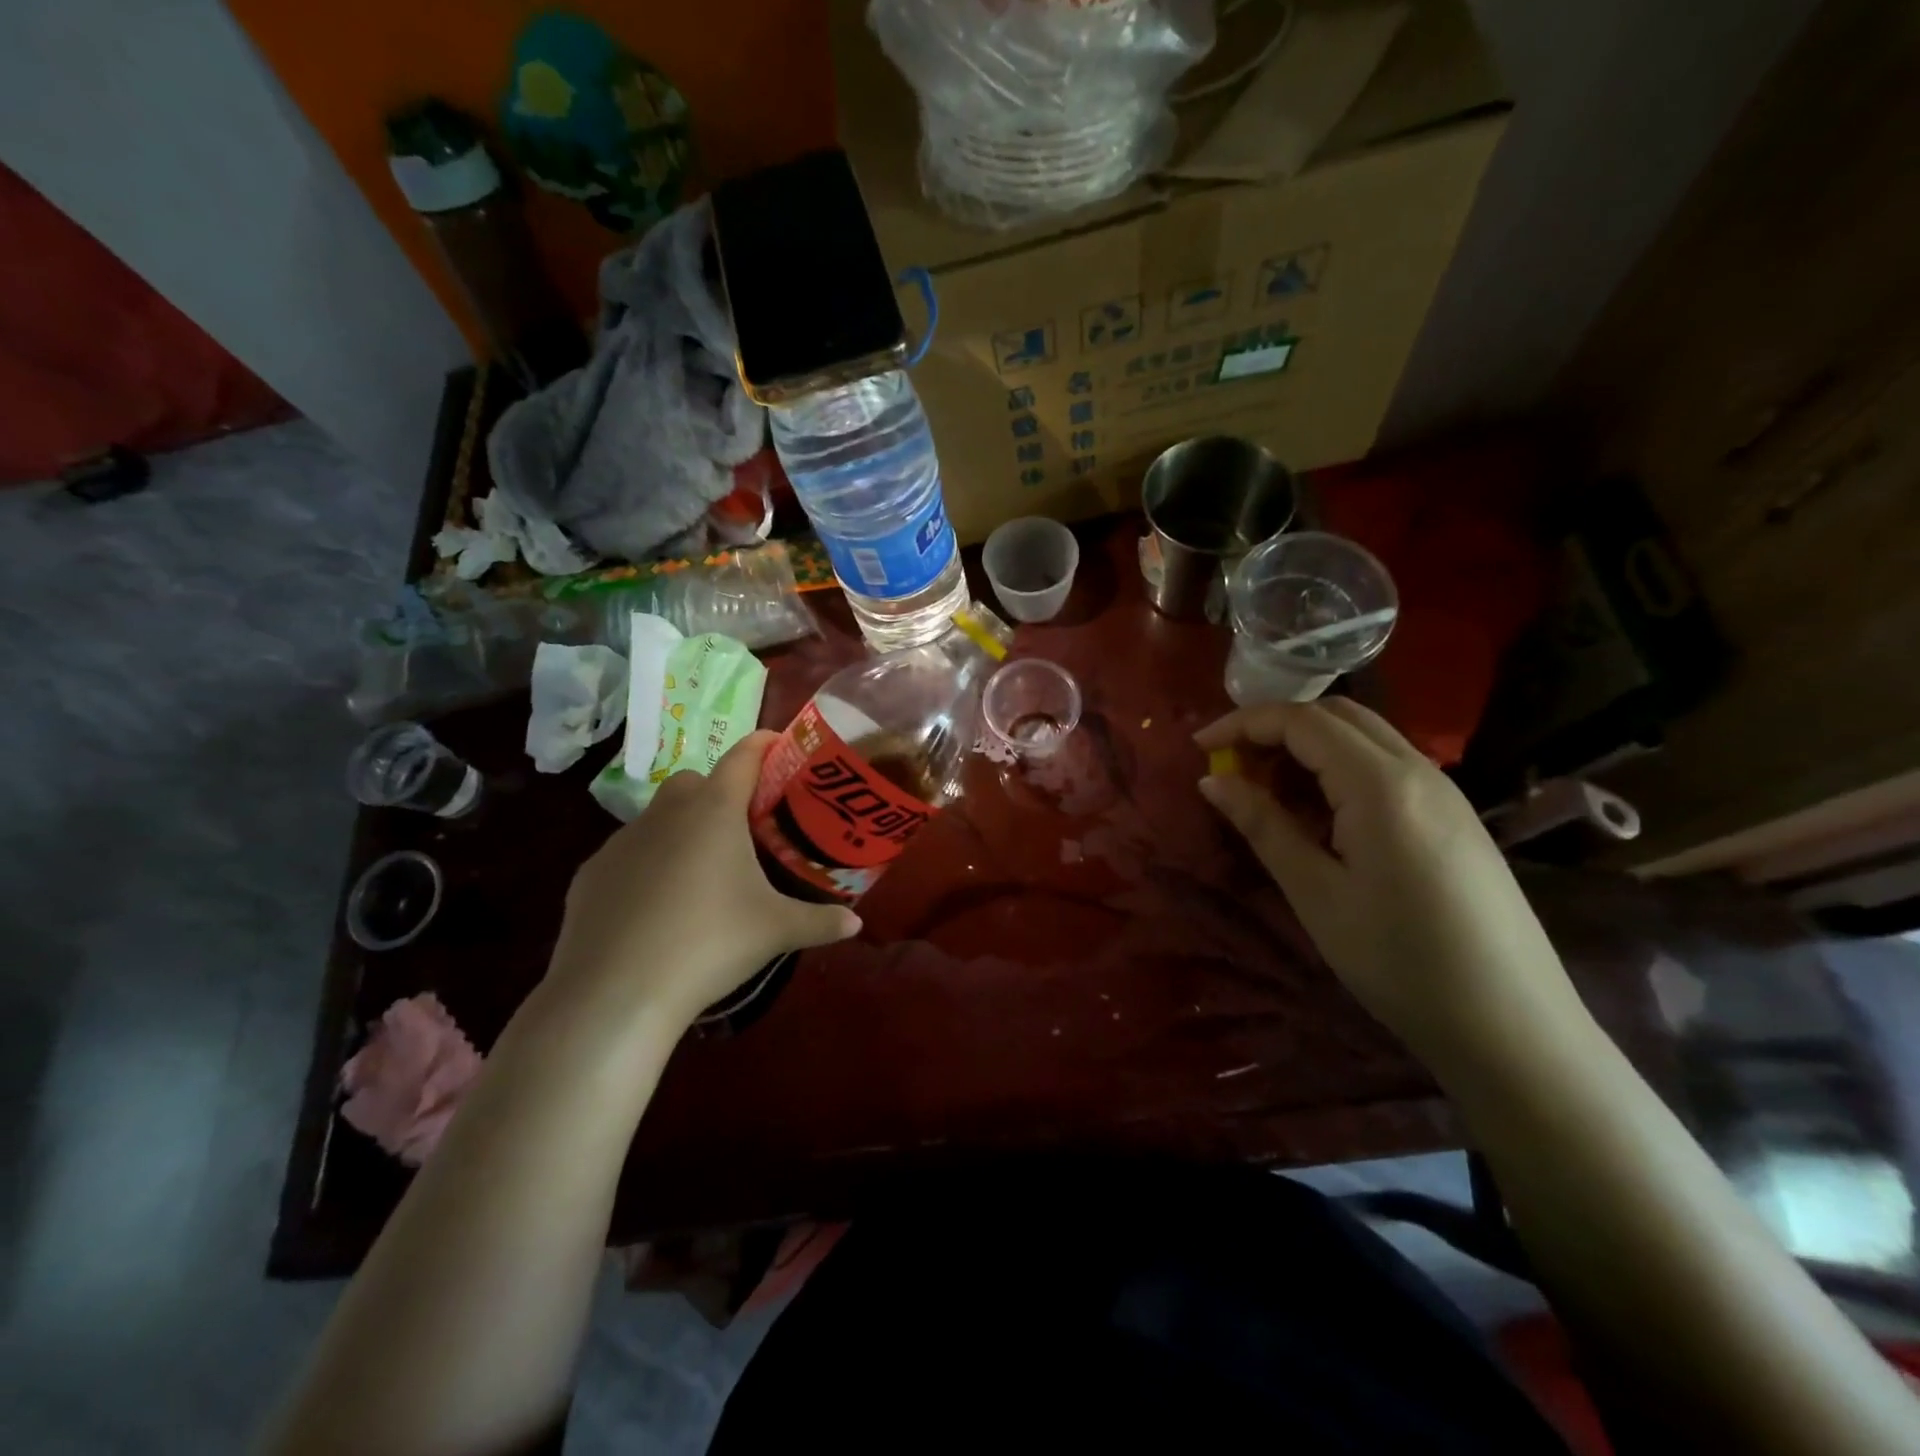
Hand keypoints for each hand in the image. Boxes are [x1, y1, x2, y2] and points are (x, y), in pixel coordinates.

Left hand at [541, 731, 860, 1036]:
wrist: (615, 993)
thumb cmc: (709, 944)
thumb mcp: (776, 931)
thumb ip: (821, 921)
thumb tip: (855, 925)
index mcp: (714, 811)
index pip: (743, 757)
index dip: (764, 745)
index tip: (779, 746)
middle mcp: (666, 813)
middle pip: (695, 782)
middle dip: (719, 791)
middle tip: (743, 828)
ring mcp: (622, 841)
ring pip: (657, 816)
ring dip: (681, 829)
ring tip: (702, 873)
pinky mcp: (591, 873)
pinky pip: (628, 854)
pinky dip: (647, 865)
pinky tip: (657, 905)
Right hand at [1194, 699, 1587, 1070]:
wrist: (1512, 1027)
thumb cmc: (1399, 961)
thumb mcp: (1316, 893)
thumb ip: (1263, 826)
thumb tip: (1212, 781)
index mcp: (1381, 784)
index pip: (1302, 721)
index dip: (1243, 724)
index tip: (1199, 748)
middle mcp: (1418, 770)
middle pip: (1336, 715)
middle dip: (1275, 728)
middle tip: (1233, 767)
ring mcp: (1444, 792)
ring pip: (1364, 737)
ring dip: (1308, 747)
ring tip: (1267, 791)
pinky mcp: (1454, 816)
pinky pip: (1386, 766)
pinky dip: (1339, 768)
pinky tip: (1320, 815)